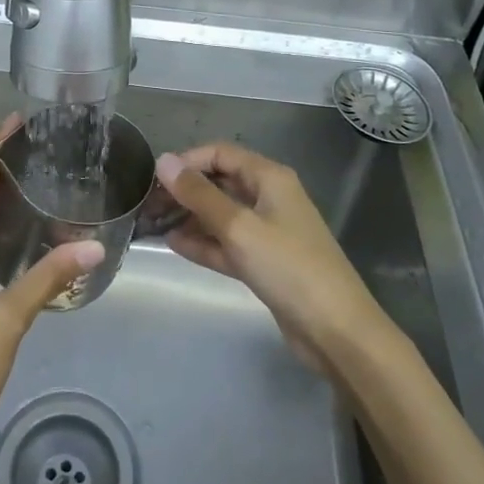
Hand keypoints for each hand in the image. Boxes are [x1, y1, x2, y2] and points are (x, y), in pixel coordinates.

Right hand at [156, 144, 389, 368]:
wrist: (335, 330)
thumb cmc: (288, 267)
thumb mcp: (238, 227)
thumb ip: (199, 195)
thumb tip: (163, 161)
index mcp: (269, 177)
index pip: (221, 153)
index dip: (187, 161)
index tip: (155, 178)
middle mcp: (269, 197)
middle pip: (219, 182)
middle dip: (185, 190)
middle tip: (148, 204)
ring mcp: (267, 231)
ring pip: (221, 214)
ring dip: (189, 217)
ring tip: (153, 224)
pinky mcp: (264, 262)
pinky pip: (227, 242)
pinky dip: (203, 242)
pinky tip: (174, 245)